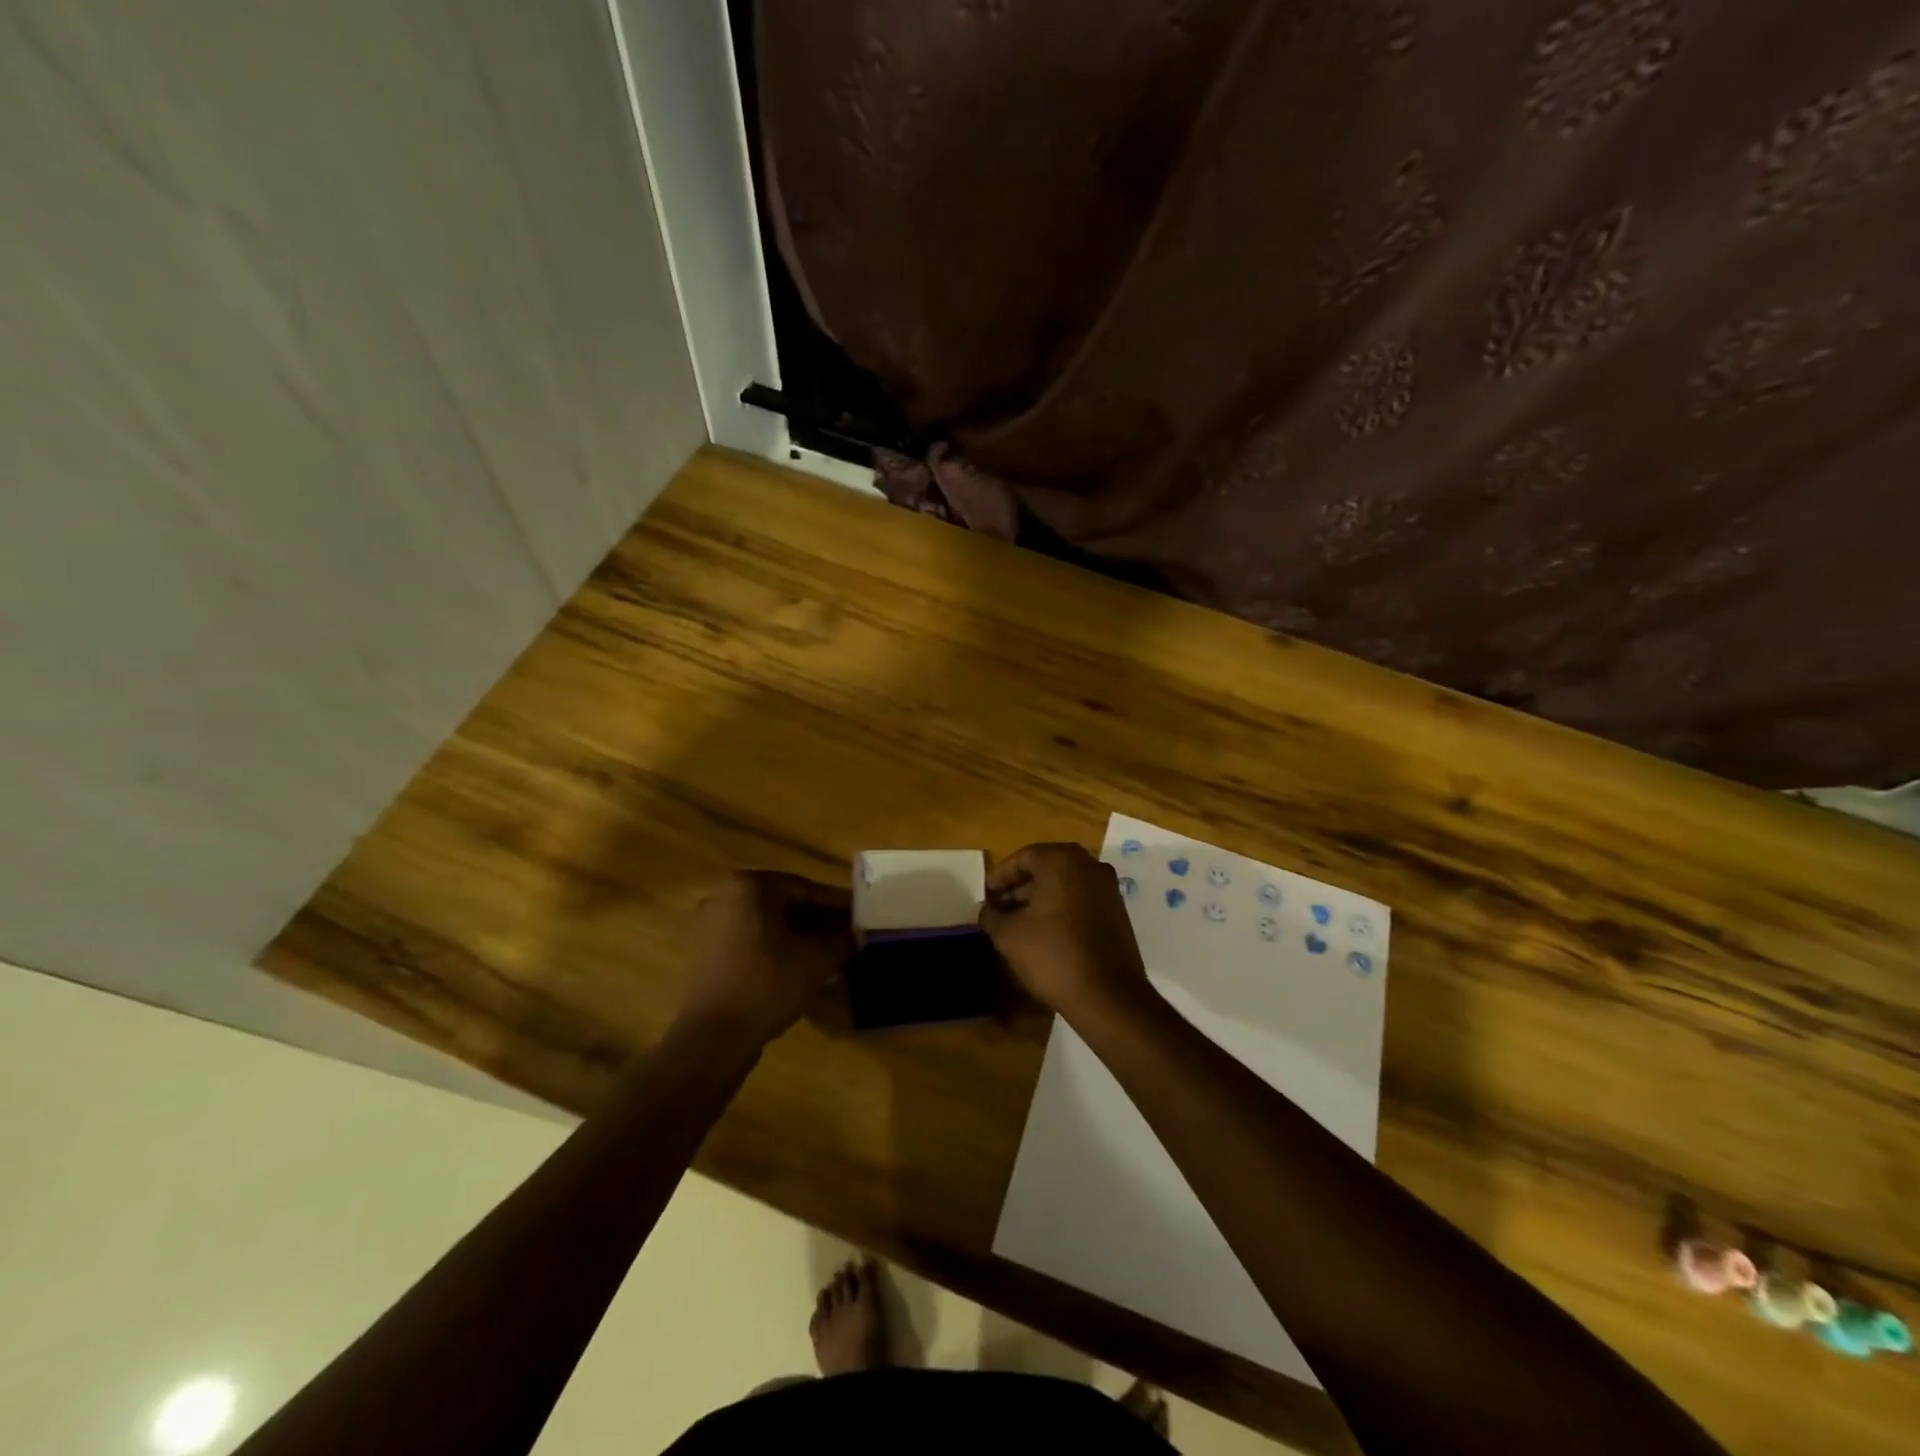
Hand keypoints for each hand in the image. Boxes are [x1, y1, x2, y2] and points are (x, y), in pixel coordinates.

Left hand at [677, 871, 853, 1045]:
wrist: (712, 1038)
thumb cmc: (766, 985)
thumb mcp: (815, 961)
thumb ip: (842, 942)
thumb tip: (858, 936)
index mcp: (749, 886)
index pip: (806, 889)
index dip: (837, 905)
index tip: (861, 916)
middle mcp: (725, 896)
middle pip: (785, 904)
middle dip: (819, 920)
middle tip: (849, 934)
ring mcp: (711, 924)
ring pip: (769, 923)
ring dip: (800, 935)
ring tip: (831, 951)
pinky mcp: (707, 952)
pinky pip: (752, 940)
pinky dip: (777, 948)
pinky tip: (802, 965)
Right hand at [980, 843, 1149, 1021]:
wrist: (1108, 996)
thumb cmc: (1053, 955)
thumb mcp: (1009, 935)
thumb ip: (992, 916)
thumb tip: (988, 910)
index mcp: (1063, 861)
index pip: (1023, 857)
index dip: (1000, 876)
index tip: (986, 896)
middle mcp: (1090, 866)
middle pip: (1046, 868)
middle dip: (1019, 887)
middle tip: (998, 908)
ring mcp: (1108, 889)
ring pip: (1065, 884)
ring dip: (1039, 899)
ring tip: (1017, 923)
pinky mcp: (1117, 912)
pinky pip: (1081, 900)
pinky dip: (1061, 909)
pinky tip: (1044, 933)